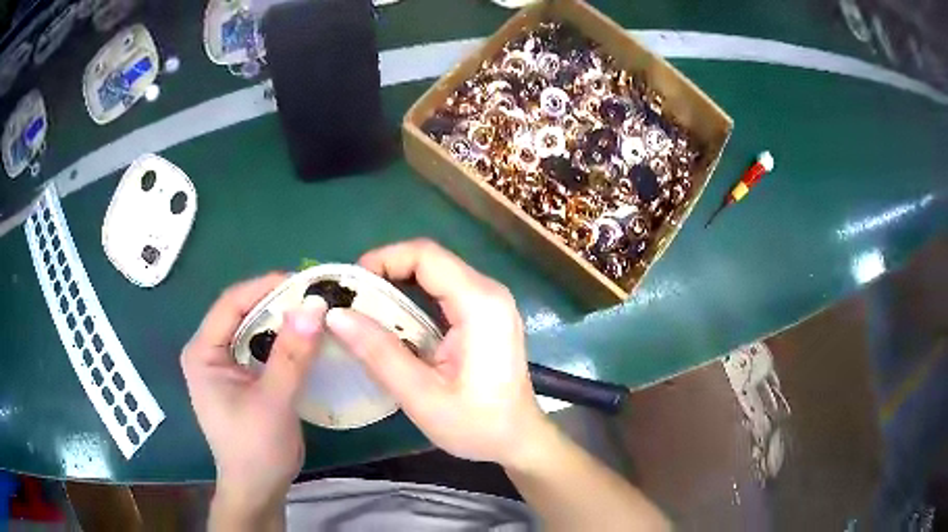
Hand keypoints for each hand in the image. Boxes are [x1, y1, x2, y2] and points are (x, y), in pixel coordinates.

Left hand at [180, 273, 327, 521]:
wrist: (258, 489)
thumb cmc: (256, 449)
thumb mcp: (274, 402)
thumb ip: (292, 355)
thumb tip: (315, 306)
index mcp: (203, 352)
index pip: (231, 304)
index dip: (265, 287)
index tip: (305, 283)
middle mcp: (210, 351)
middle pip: (243, 312)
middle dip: (278, 302)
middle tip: (316, 297)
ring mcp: (226, 364)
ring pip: (255, 328)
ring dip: (284, 320)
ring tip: (316, 313)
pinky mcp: (243, 377)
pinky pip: (264, 347)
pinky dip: (285, 340)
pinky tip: (308, 340)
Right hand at [325, 239, 550, 465]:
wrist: (519, 440)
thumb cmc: (477, 425)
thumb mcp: (422, 396)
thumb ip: (379, 354)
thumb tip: (335, 315)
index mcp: (480, 304)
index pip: (426, 256)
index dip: (383, 260)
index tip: (350, 285)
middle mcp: (489, 292)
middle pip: (430, 260)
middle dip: (386, 272)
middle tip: (351, 299)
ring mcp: (491, 302)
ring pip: (436, 273)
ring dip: (398, 285)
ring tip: (363, 310)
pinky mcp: (486, 315)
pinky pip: (444, 291)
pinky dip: (414, 298)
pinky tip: (392, 322)